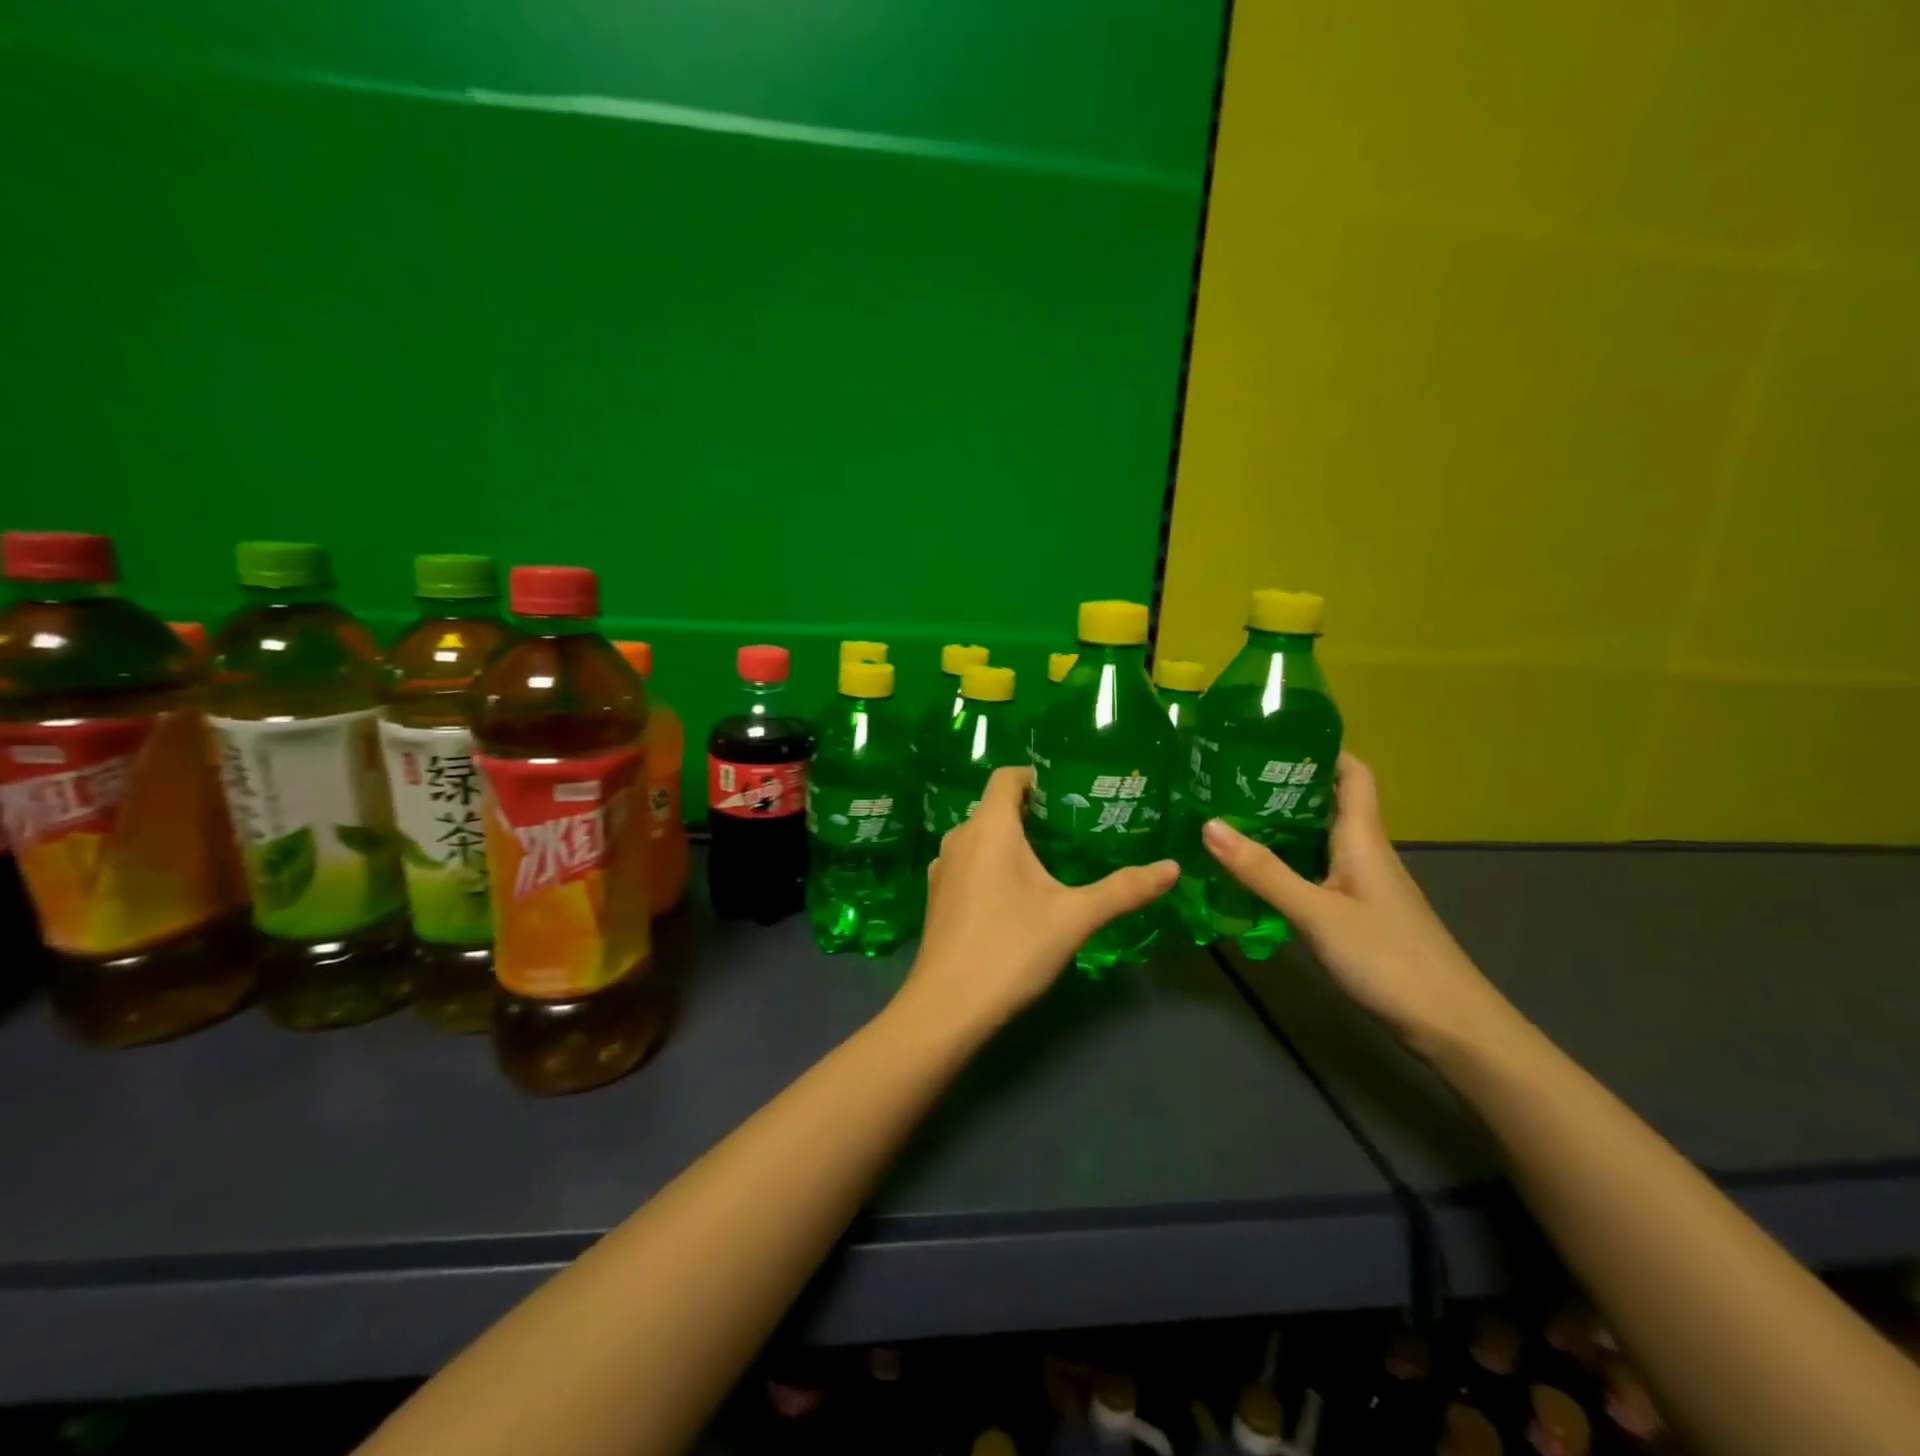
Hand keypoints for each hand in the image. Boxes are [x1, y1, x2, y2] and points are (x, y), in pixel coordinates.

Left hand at [902, 767, 1177, 1034]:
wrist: (947, 1006)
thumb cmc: (1011, 948)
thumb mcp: (1075, 917)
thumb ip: (1124, 889)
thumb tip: (1172, 868)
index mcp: (989, 827)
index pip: (1008, 776)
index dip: (1037, 777)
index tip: (1071, 793)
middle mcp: (960, 837)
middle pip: (996, 807)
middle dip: (1033, 812)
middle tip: (1075, 830)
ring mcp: (942, 867)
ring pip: (982, 837)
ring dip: (1012, 841)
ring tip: (1052, 861)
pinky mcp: (937, 895)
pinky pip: (969, 863)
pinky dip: (993, 865)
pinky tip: (1016, 895)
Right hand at [1201, 753, 1512, 1056]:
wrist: (1452, 1025)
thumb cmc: (1388, 958)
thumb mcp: (1316, 913)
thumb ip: (1263, 872)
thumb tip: (1208, 824)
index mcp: (1363, 838)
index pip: (1352, 773)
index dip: (1320, 749)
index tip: (1270, 738)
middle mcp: (1366, 852)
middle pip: (1329, 803)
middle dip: (1284, 786)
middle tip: (1229, 779)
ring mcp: (1365, 884)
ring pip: (1321, 838)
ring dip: (1283, 825)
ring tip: (1231, 818)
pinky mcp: (1361, 912)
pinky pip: (1319, 869)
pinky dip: (1289, 861)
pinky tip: (1258, 873)